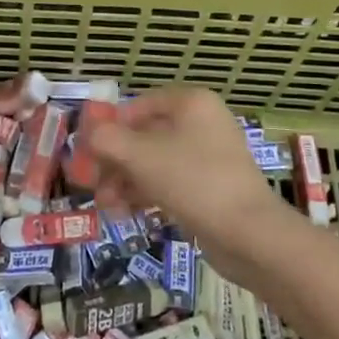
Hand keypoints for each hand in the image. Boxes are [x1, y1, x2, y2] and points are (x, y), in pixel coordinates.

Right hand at [85, 86, 293, 278]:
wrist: (249, 234)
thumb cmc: (193, 180)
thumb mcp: (140, 155)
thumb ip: (107, 139)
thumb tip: (89, 134)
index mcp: (191, 103)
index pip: (140, 104)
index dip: (111, 125)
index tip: (89, 150)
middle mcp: (203, 123)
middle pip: (146, 135)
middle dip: (115, 160)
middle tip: (91, 182)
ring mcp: (210, 157)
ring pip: (156, 162)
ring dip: (126, 180)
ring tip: (106, 205)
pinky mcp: (212, 188)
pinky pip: (171, 183)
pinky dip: (147, 194)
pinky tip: (125, 213)